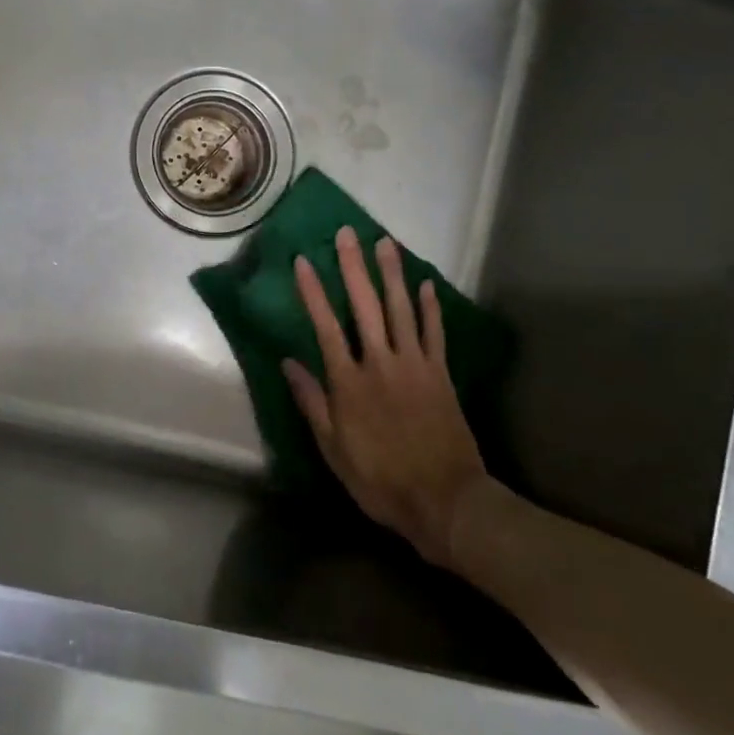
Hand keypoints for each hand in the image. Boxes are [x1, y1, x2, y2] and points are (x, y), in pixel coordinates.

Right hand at [282, 228, 506, 568]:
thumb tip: (289, 363)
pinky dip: (430, 307)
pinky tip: (425, 283)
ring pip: (401, 309)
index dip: (313, 291)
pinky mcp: (441, 374)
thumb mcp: (333, 449)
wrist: (445, 501)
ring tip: (385, 242)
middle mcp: (380, 363)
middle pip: (365, 306)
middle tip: (347, 233)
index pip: (326, 326)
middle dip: (354, 267)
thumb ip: (311, 402)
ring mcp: (415, 365)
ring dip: (392, 273)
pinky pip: (435, 333)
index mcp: (349, 382)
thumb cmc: (380, 479)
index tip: (303, 260)